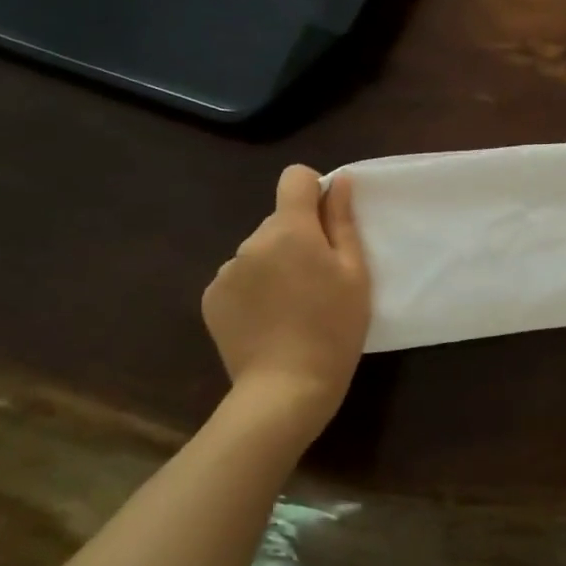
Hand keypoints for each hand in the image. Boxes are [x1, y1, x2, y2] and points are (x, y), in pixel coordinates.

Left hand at [202, 167, 370, 421]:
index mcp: (291, 229)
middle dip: (298, 236)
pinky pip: (239, 276)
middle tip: (318, 279)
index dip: (313, 191)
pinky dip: (254, 287)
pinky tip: (269, 318)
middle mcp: (252, 241)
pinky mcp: (211, 298)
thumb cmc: (334, 327)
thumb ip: (343, 221)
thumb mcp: (354, 272)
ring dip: (275, 263)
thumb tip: (339, 181)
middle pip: (279, 219)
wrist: (286, 387)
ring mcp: (226, 270)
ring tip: (292, 304)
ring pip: (259, 249)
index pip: (294, 178)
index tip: (327, 223)